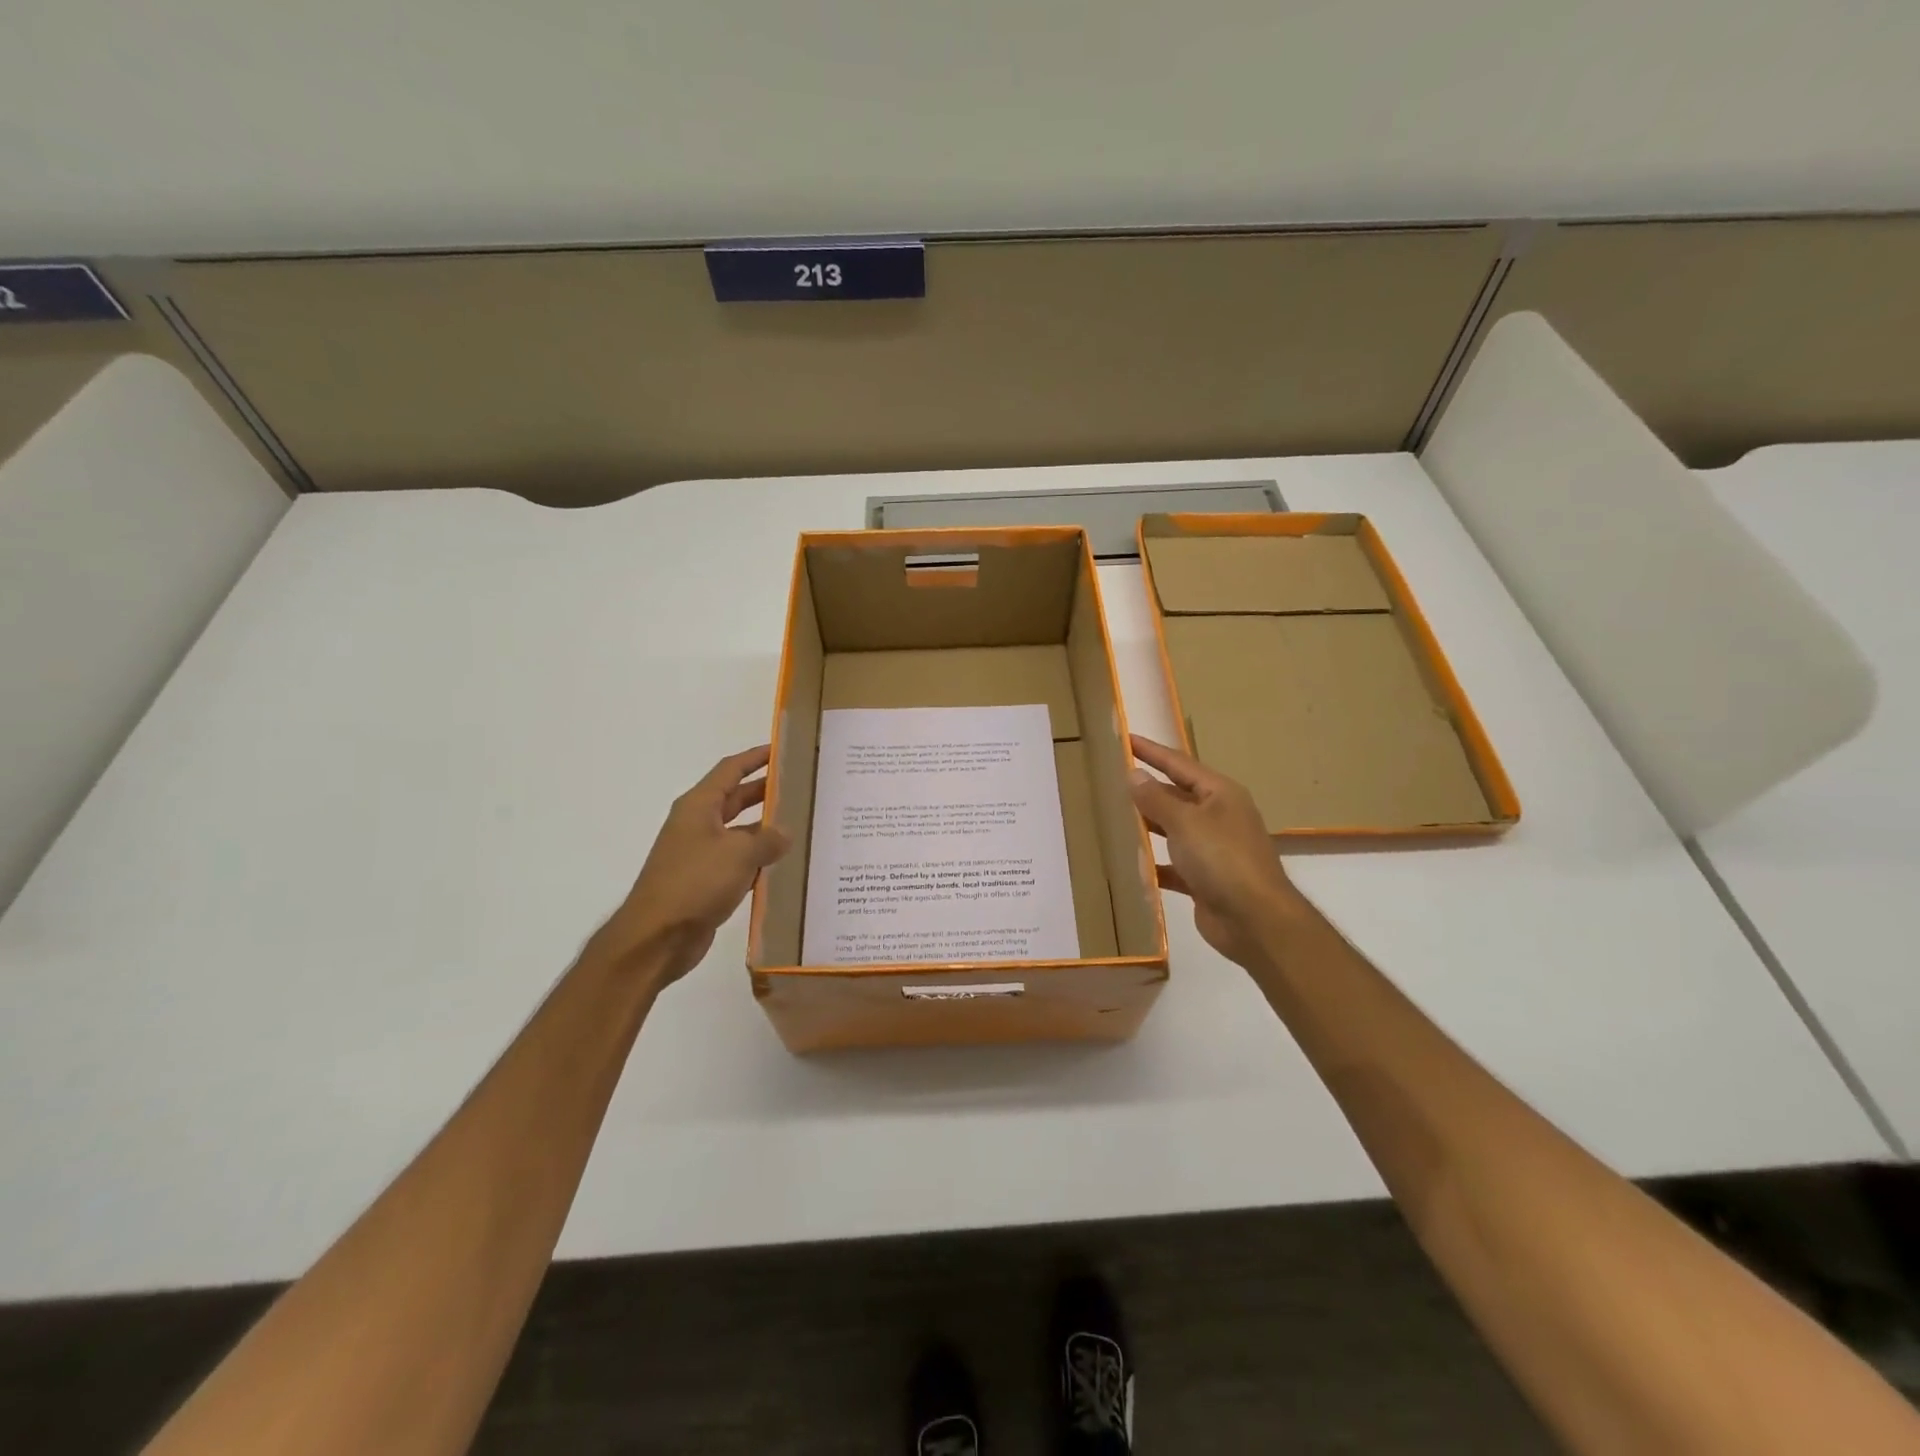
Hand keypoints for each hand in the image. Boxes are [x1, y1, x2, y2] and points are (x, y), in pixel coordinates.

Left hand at [591, 746, 790, 984]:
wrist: (656, 938)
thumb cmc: (695, 883)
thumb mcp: (739, 854)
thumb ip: (767, 839)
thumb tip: (785, 832)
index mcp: (699, 806)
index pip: (730, 770)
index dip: (756, 757)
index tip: (782, 749)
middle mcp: (697, 825)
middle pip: (735, 799)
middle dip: (765, 792)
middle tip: (800, 787)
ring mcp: (700, 855)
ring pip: (739, 833)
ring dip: (765, 830)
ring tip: (801, 826)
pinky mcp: (705, 883)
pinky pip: (738, 863)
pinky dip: (758, 861)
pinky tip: (784, 866)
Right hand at [1129, 735, 1302, 968]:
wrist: (1255, 920)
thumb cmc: (1222, 859)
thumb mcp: (1185, 822)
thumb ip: (1156, 799)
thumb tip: (1134, 775)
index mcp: (1220, 794)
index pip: (1179, 764)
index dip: (1151, 752)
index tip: (1125, 739)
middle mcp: (1218, 817)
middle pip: (1176, 796)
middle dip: (1147, 789)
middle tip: (1111, 780)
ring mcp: (1213, 849)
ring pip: (1173, 830)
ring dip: (1147, 825)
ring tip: (1113, 816)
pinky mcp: (1205, 880)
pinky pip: (1173, 865)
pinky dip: (1154, 863)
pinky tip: (1130, 863)